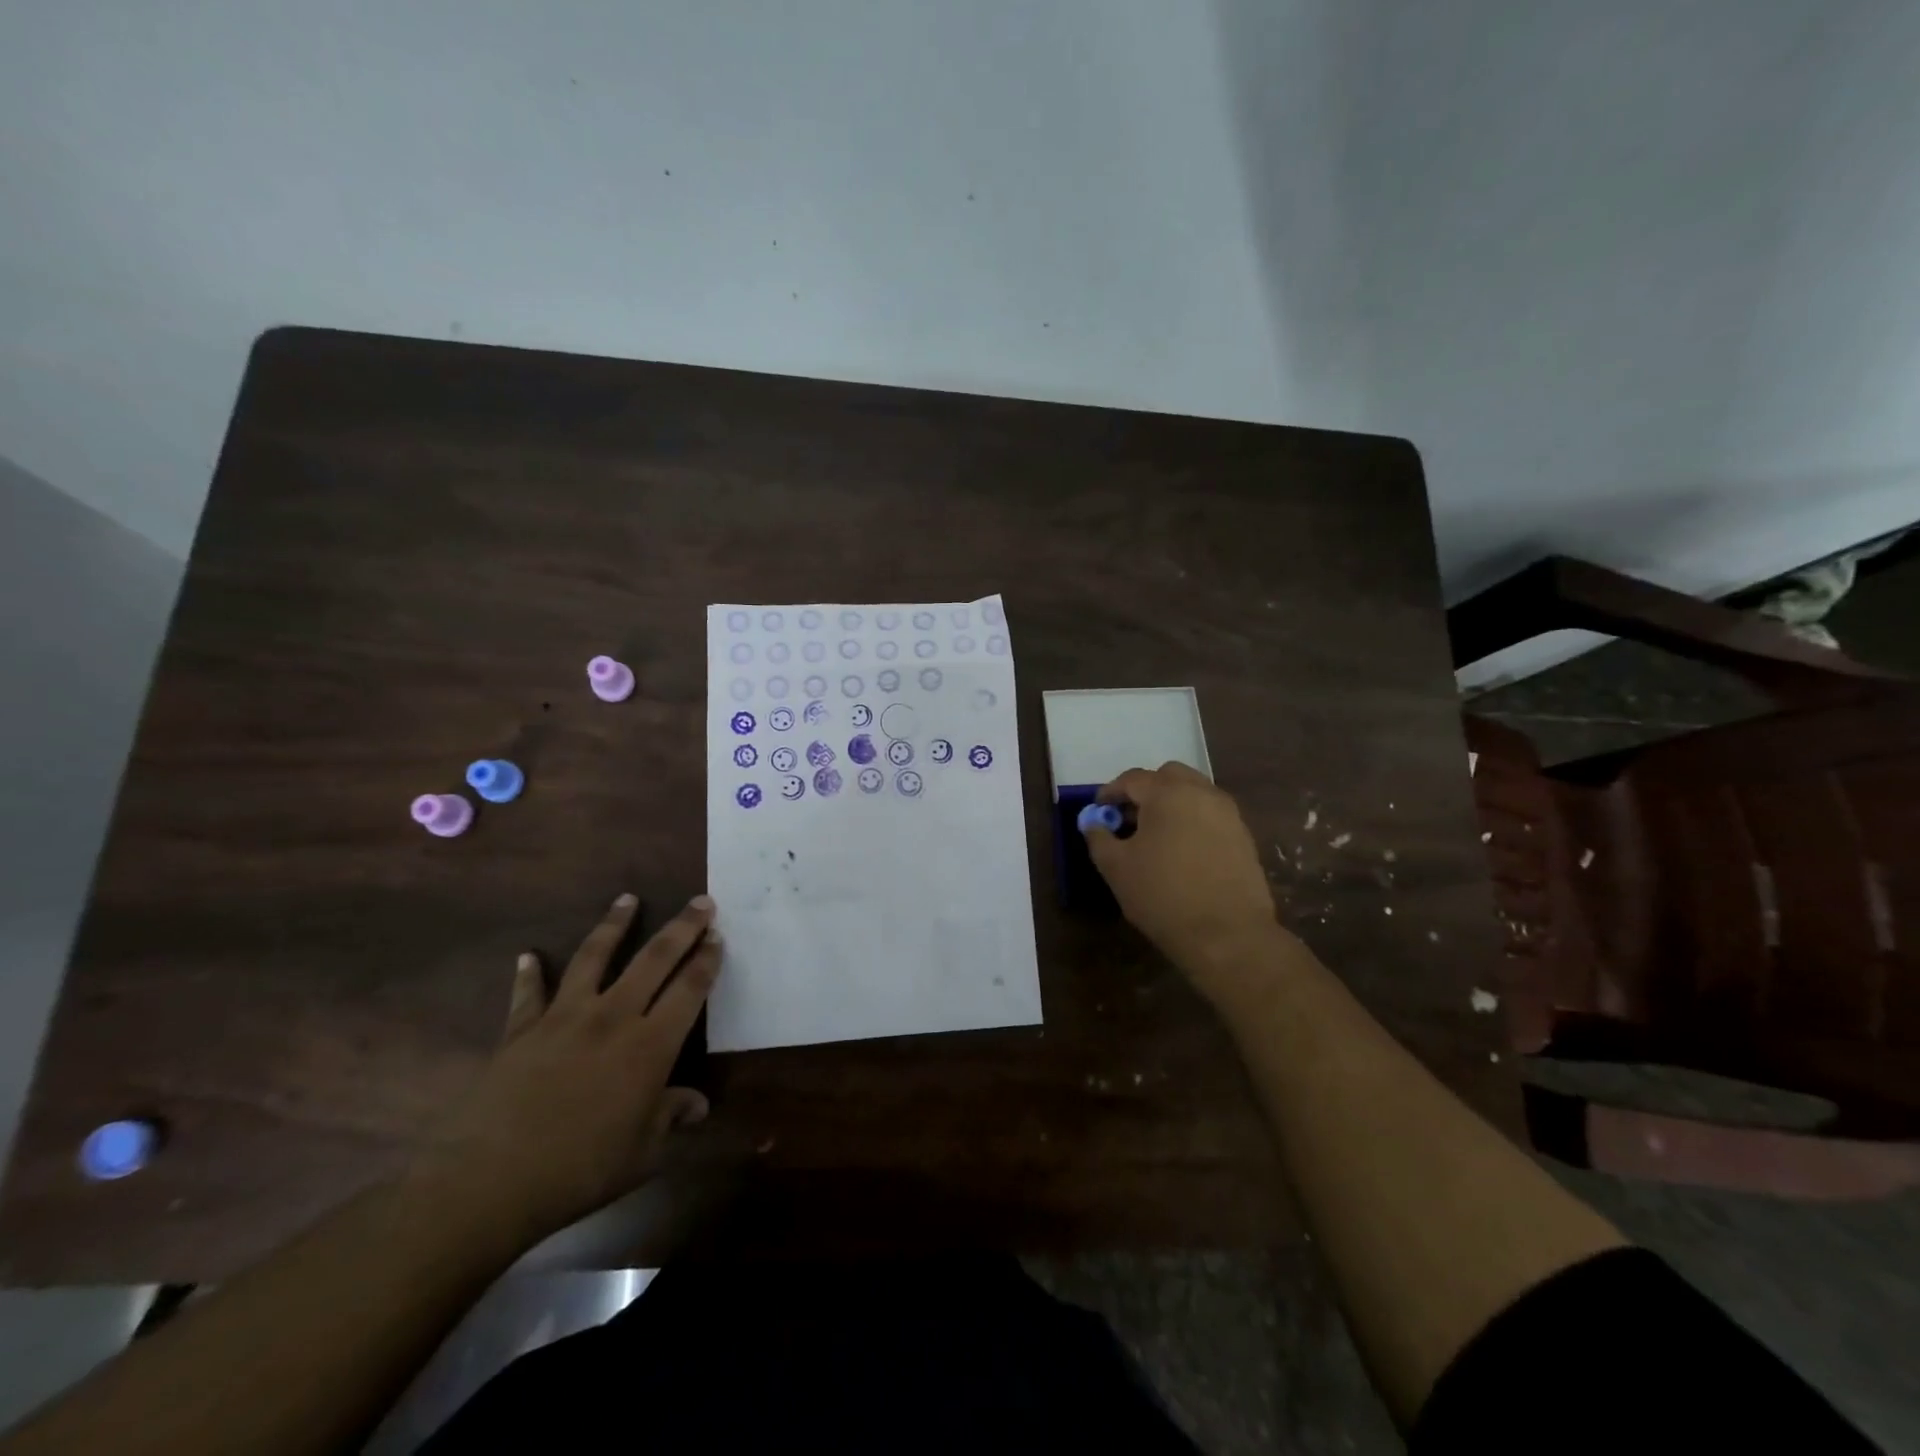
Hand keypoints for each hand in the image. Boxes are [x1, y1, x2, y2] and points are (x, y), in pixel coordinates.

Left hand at [416, 892, 721, 1246]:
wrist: (490, 1181)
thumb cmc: (580, 1168)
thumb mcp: (643, 1151)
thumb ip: (671, 1117)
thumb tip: (698, 1105)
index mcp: (650, 1045)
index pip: (689, 988)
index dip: (707, 959)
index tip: (718, 935)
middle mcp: (613, 1017)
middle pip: (654, 959)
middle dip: (682, 927)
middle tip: (700, 901)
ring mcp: (564, 1018)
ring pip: (595, 957)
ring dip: (614, 925)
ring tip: (627, 898)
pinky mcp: (522, 1030)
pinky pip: (528, 994)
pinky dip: (529, 973)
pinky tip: (528, 956)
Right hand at [1084, 762, 1288, 1003]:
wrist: (1228, 935)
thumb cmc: (1163, 895)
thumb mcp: (1115, 867)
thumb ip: (1099, 837)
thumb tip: (1093, 822)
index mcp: (1167, 793)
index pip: (1132, 779)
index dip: (1110, 792)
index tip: (1099, 811)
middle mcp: (1201, 793)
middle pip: (1168, 776)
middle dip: (1145, 791)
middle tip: (1129, 818)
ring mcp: (1228, 813)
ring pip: (1194, 793)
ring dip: (1171, 804)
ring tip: (1155, 836)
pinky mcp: (1244, 836)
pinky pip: (1211, 815)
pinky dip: (1192, 821)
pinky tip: (1182, 852)